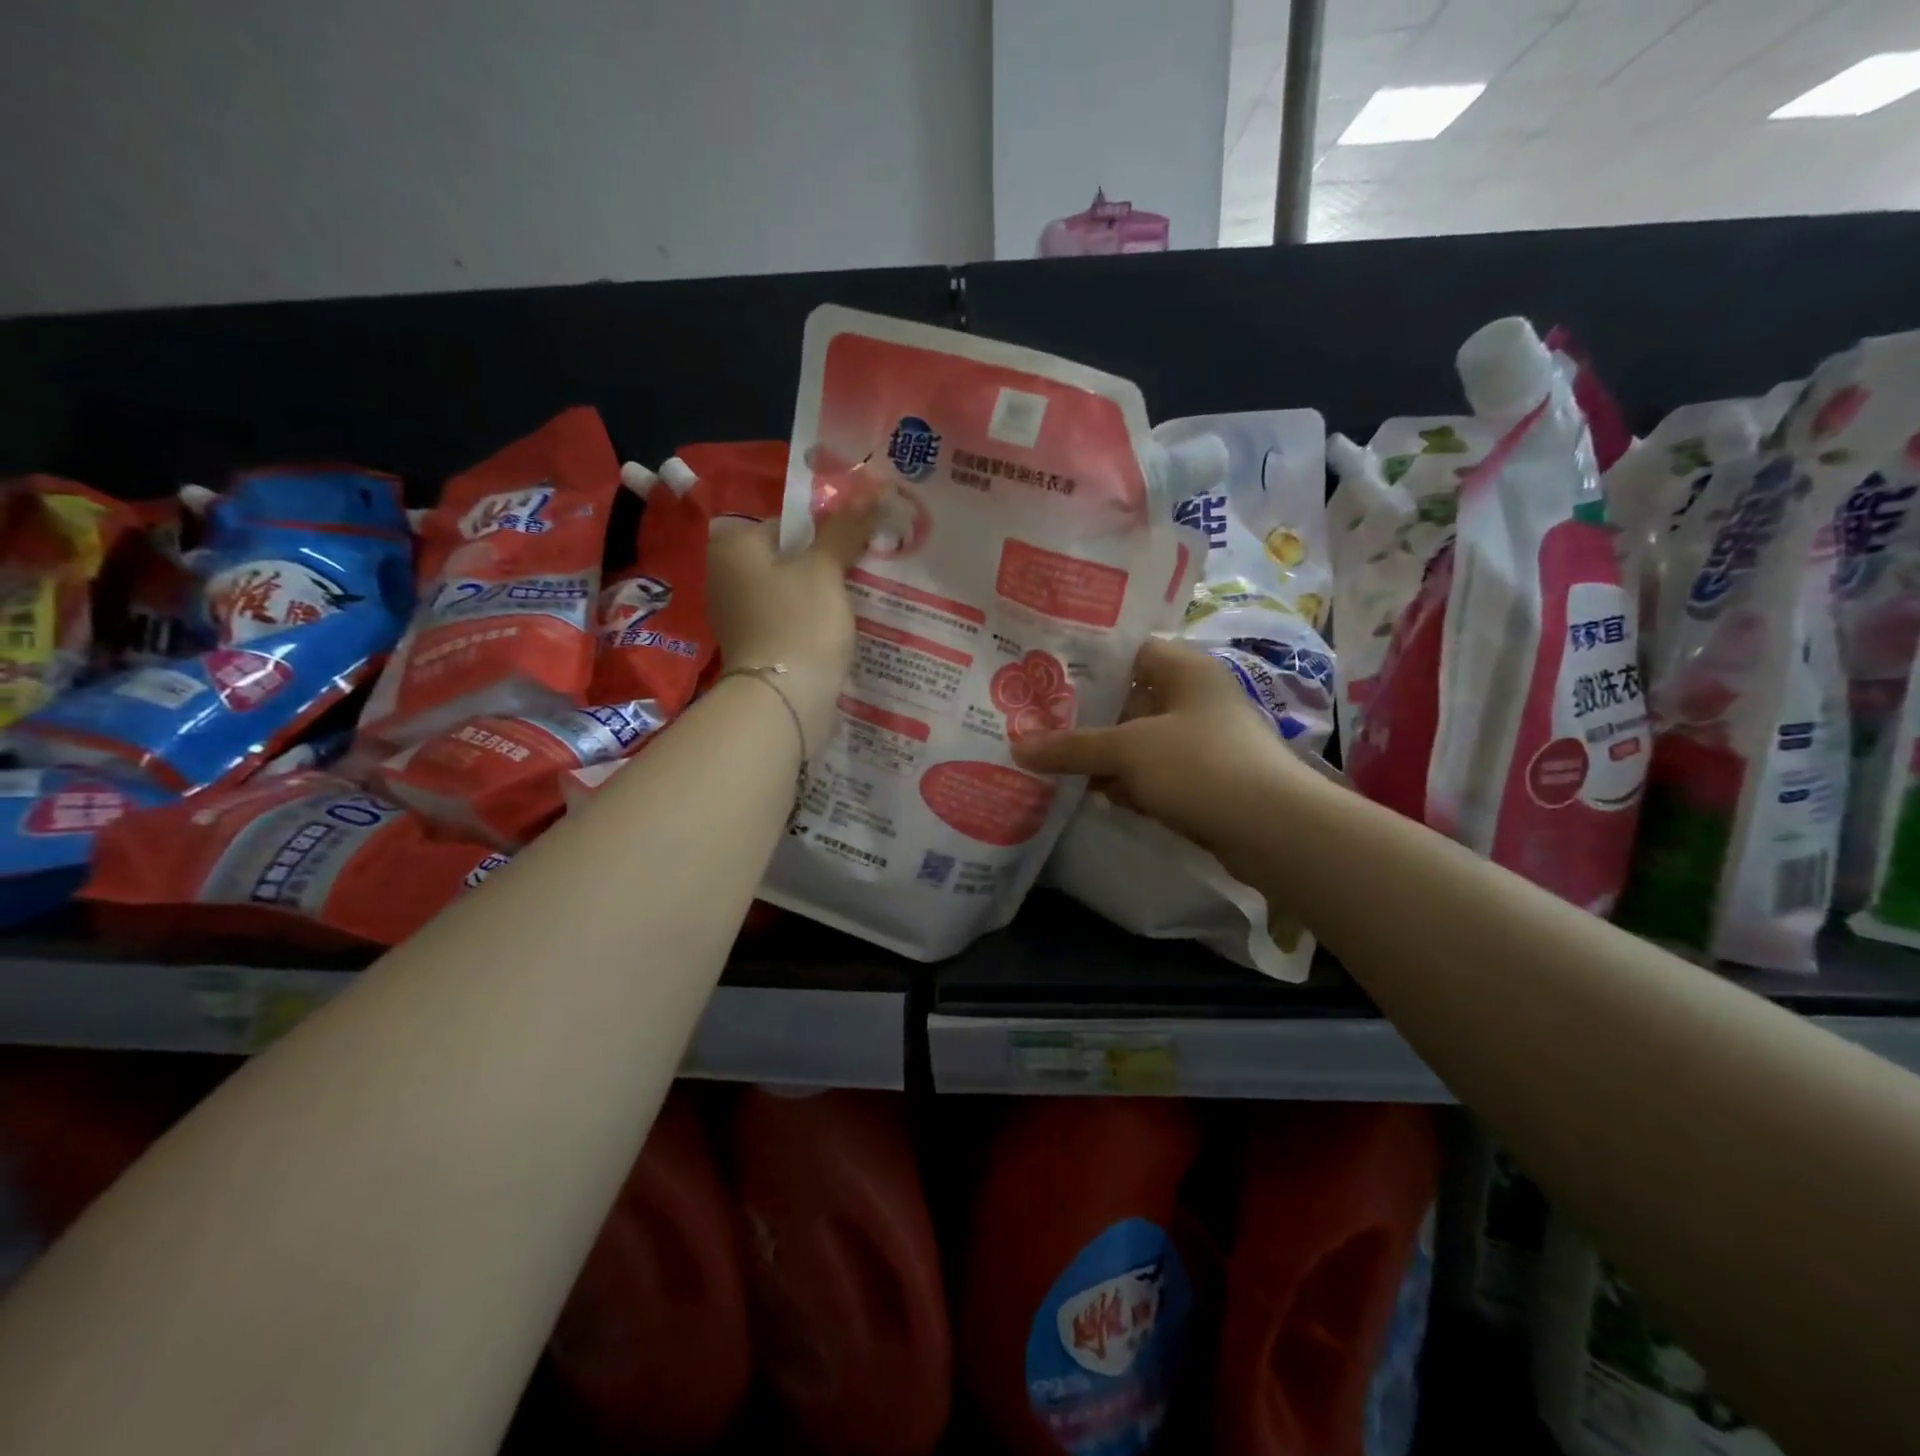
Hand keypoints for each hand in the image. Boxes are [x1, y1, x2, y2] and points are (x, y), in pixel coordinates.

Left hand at [705, 486, 879, 743]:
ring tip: (859, 599)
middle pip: (788, 558)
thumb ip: (845, 529)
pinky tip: (839, 628)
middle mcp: (725, 576)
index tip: (860, 543)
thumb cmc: (800, 622)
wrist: (784, 700)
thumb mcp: (826, 569)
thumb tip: (872, 492)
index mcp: (733, 546)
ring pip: (790, 591)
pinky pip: (788, 620)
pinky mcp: (754, 646)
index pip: (787, 523)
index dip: (827, 530)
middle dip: (825, 563)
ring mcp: (737, 615)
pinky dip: (811, 621)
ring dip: (821, 594)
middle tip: (865, 568)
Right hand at [1011, 637, 1317, 879]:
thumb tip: (1017, 747)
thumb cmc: (1201, 766)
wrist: (1273, 831)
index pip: (1126, 651)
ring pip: (1134, 741)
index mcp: (1183, 670)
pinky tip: (1084, 793)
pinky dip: (1121, 782)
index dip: (1085, 662)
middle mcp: (1191, 699)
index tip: (1041, 675)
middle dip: (1082, 716)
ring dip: (1098, 754)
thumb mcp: (1128, 750)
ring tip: (1045, 759)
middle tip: (1031, 721)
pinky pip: (1148, 774)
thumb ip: (1072, 747)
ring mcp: (1197, 742)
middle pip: (1125, 700)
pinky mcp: (1198, 782)